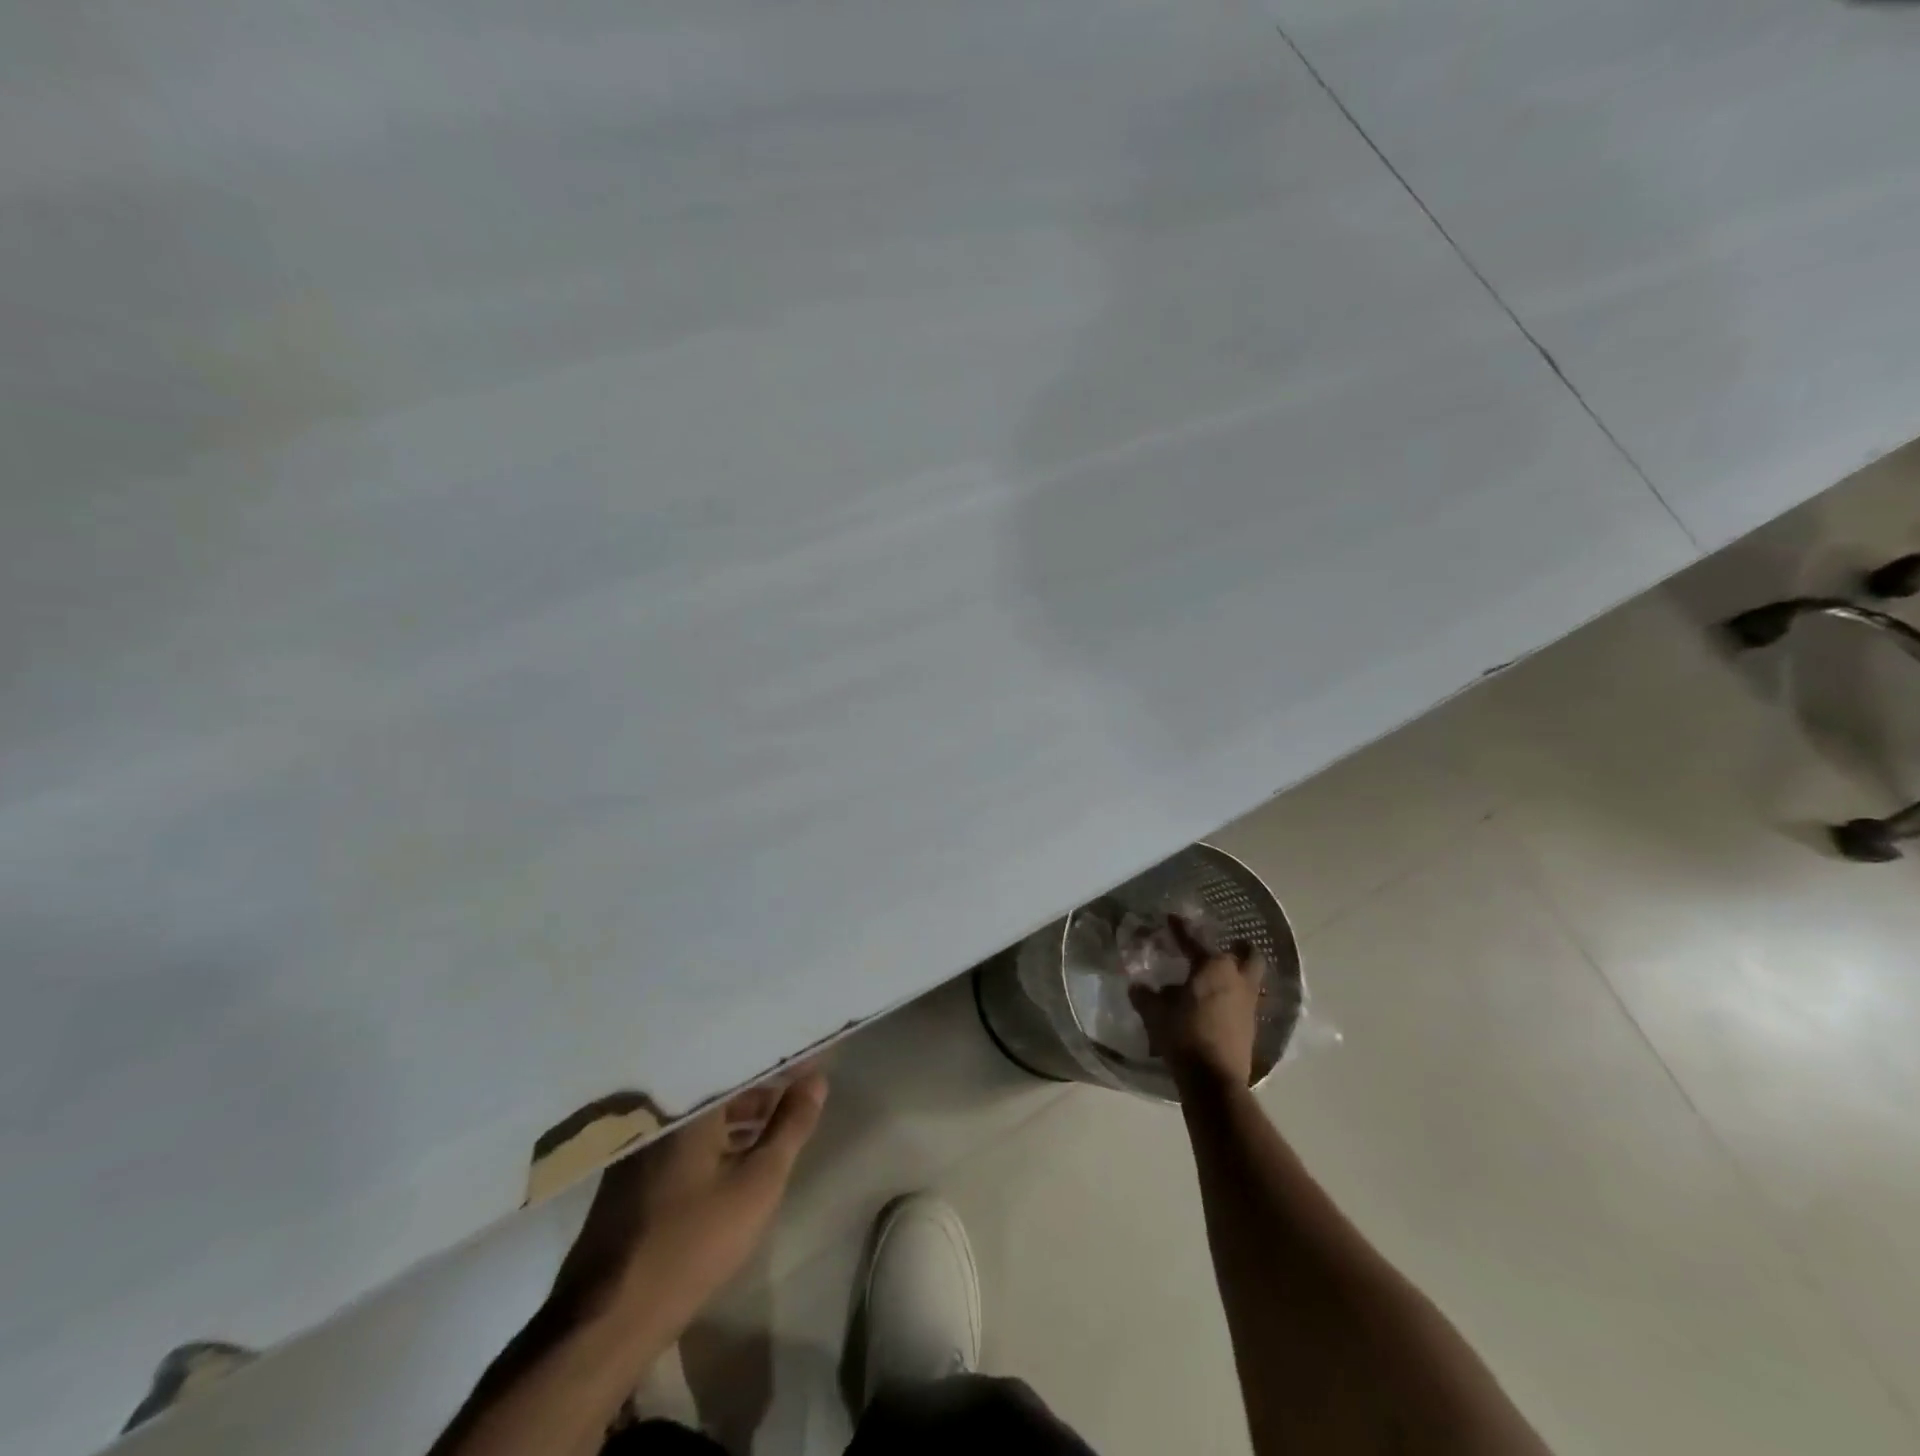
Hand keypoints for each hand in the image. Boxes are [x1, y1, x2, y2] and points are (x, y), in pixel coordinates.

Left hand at [561, 1071, 827, 1323]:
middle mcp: (661, 1112)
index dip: (781, 1063)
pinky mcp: (634, 1172)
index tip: (814, 1061)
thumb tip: (817, 1079)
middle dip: (764, 1088)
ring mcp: (642, 1142)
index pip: (744, 1063)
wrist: (609, 1319)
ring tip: (780, 1122)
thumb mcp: (757, 1183)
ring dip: (742, 1115)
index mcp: (688, 1104)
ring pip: (704, 1113)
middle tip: (803, 1091)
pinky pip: (686, 1136)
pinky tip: (739, 1153)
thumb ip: (790, 1127)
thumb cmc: (693, 1242)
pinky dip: (717, 1136)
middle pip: (721, 1085)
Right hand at [1129, 917, 1264, 1089]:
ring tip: (1219, 979)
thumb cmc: (1183, 1035)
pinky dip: (1235, 998)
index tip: (1172, 918)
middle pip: (1248, 954)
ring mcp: (1249, 1003)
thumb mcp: (1155, 1013)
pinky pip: (1246, 1002)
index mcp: (1212, 966)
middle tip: (1226, 946)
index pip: (1194, 939)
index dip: (1180, 928)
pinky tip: (1219, 1006)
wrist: (1214, 1079)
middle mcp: (1237, 979)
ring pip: (1251, 979)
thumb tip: (1137, 986)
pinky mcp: (1252, 1026)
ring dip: (1239, 974)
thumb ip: (1145, 995)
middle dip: (1239, 947)